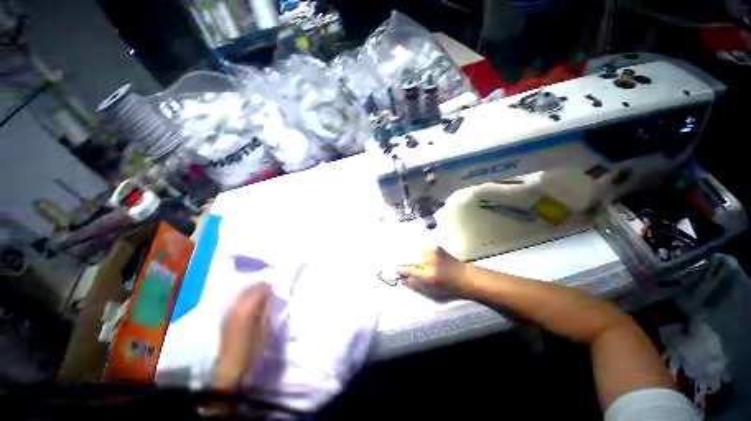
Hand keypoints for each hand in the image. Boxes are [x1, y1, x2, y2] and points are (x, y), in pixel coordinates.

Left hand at [213, 282, 272, 391]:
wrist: (229, 369)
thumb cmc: (251, 350)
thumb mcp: (265, 329)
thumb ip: (267, 310)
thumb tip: (271, 295)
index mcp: (246, 309)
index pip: (259, 288)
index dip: (269, 287)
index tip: (276, 290)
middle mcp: (234, 307)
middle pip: (249, 288)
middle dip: (260, 288)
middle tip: (270, 294)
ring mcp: (228, 312)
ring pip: (242, 293)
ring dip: (253, 292)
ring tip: (262, 300)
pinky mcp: (225, 317)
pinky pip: (237, 300)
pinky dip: (246, 299)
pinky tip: (251, 307)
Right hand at [397, 247, 470, 297]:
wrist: (463, 276)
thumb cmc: (448, 287)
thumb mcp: (432, 291)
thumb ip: (416, 285)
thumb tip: (403, 279)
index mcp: (428, 275)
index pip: (410, 270)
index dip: (401, 270)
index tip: (395, 270)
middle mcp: (430, 262)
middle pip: (410, 259)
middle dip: (402, 261)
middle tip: (395, 261)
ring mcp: (433, 253)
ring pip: (416, 253)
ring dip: (410, 255)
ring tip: (406, 258)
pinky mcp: (436, 248)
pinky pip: (423, 249)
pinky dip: (419, 252)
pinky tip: (417, 254)